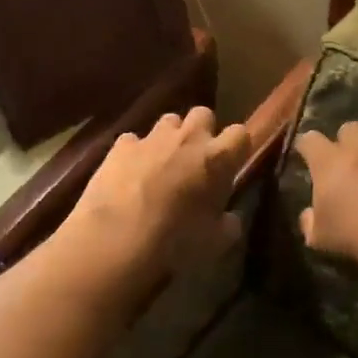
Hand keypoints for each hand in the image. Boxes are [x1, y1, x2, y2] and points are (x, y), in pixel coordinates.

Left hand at [67, 108, 251, 279]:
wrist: (116, 239)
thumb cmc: (175, 242)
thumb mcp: (215, 242)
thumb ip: (229, 224)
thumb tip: (231, 217)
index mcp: (218, 159)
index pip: (240, 134)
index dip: (237, 147)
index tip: (232, 164)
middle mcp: (188, 138)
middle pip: (203, 115)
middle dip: (202, 131)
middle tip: (196, 159)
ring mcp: (152, 138)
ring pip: (168, 121)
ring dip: (170, 137)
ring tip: (162, 163)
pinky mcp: (121, 146)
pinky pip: (133, 140)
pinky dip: (135, 153)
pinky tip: (128, 174)